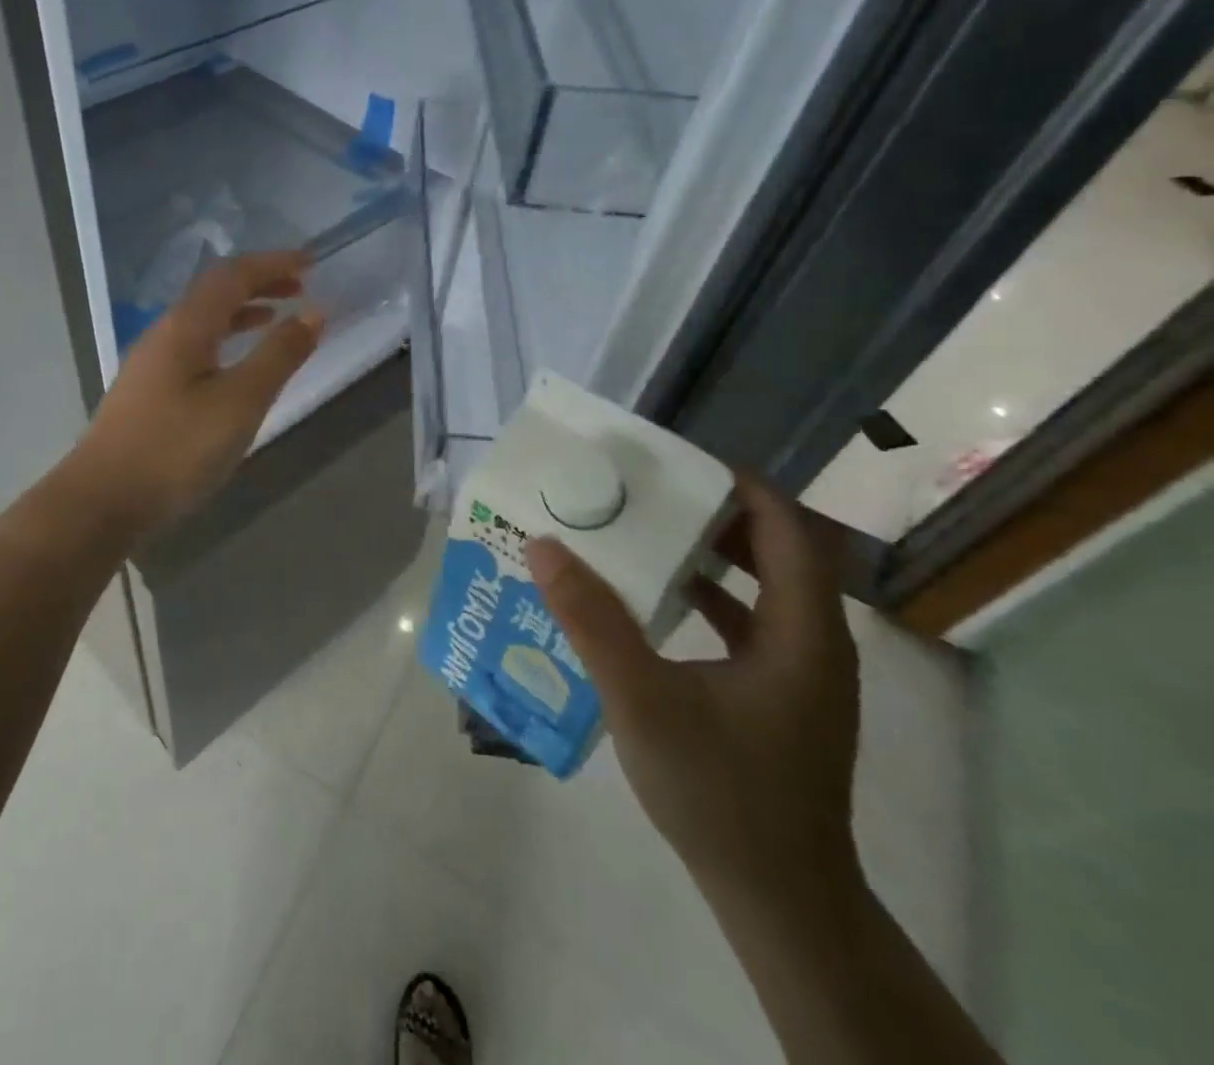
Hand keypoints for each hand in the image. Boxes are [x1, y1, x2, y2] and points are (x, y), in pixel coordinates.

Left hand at [69, 251, 322, 535]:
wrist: (101, 501)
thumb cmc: (176, 449)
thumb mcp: (240, 402)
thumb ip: (279, 356)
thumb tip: (313, 312)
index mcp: (186, 326)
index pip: (232, 275)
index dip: (272, 263)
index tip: (311, 261)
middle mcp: (164, 334)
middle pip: (214, 292)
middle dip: (258, 283)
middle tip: (299, 287)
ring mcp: (151, 363)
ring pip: (202, 321)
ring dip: (241, 312)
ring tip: (275, 318)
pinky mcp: (147, 392)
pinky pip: (194, 347)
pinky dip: (224, 341)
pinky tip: (235, 367)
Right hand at [525, 475, 862, 902]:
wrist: (777, 898)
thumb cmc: (720, 792)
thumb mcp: (643, 701)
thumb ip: (592, 621)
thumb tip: (544, 545)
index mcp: (802, 633)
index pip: (785, 530)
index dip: (739, 485)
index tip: (675, 460)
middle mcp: (813, 643)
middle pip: (774, 552)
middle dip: (712, 513)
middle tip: (646, 490)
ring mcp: (800, 674)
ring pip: (762, 588)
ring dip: (708, 554)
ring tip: (643, 531)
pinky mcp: (779, 697)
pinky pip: (748, 623)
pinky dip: (707, 598)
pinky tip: (654, 601)